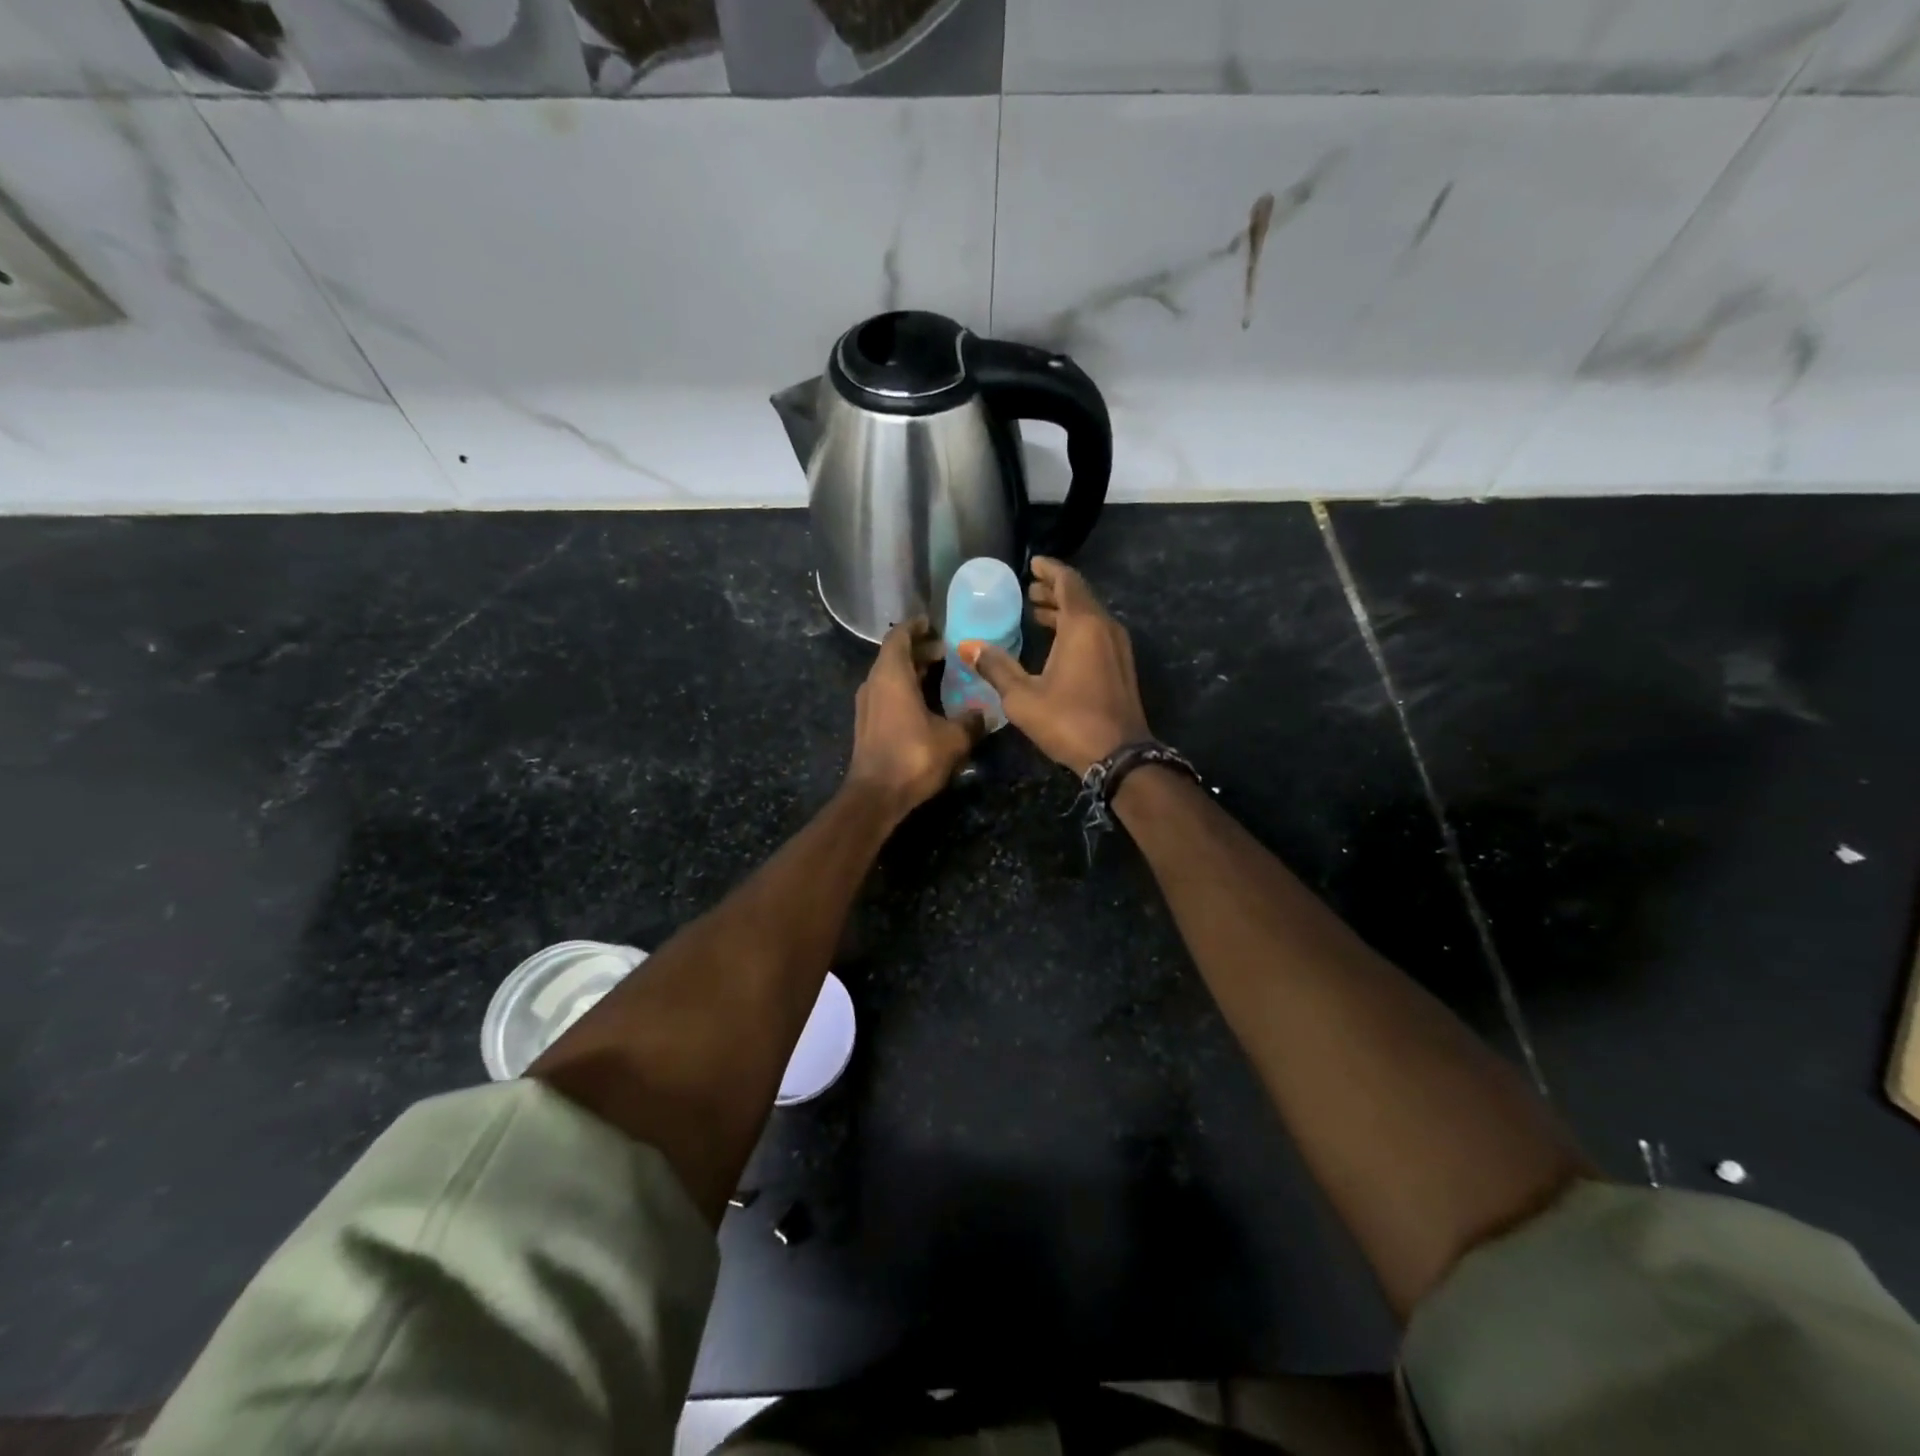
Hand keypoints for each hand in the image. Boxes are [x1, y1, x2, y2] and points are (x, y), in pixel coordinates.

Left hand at [846, 618, 983, 814]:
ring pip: (890, 675)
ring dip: (913, 671)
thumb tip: (984, 713)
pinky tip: (927, 702)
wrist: (876, 796)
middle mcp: (874, 683)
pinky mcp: (867, 723)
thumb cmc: (913, 757)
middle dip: (920, 650)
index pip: (899, 637)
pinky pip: (887, 693)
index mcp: (891, 675)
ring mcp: (867, 704)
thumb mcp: (953, 739)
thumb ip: (971, 721)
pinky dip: (905, 689)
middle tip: (947, 652)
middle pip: (895, 655)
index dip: (917, 627)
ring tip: (940, 674)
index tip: (935, 624)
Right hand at [958, 557, 1149, 775]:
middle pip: (1080, 597)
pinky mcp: (1121, 666)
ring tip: (1037, 613)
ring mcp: (1118, 647)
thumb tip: (967, 645)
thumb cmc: (1068, 721)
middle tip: (1029, 590)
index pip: (1067, 582)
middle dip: (1054, 591)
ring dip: (1065, 611)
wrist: (1119, 756)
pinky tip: (1058, 643)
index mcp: (1083, 625)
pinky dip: (1076, 628)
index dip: (1049, 570)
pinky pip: (1097, 633)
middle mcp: (1105, 628)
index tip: (1033, 564)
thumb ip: (996, 667)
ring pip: (1090, 616)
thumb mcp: (1023, 696)